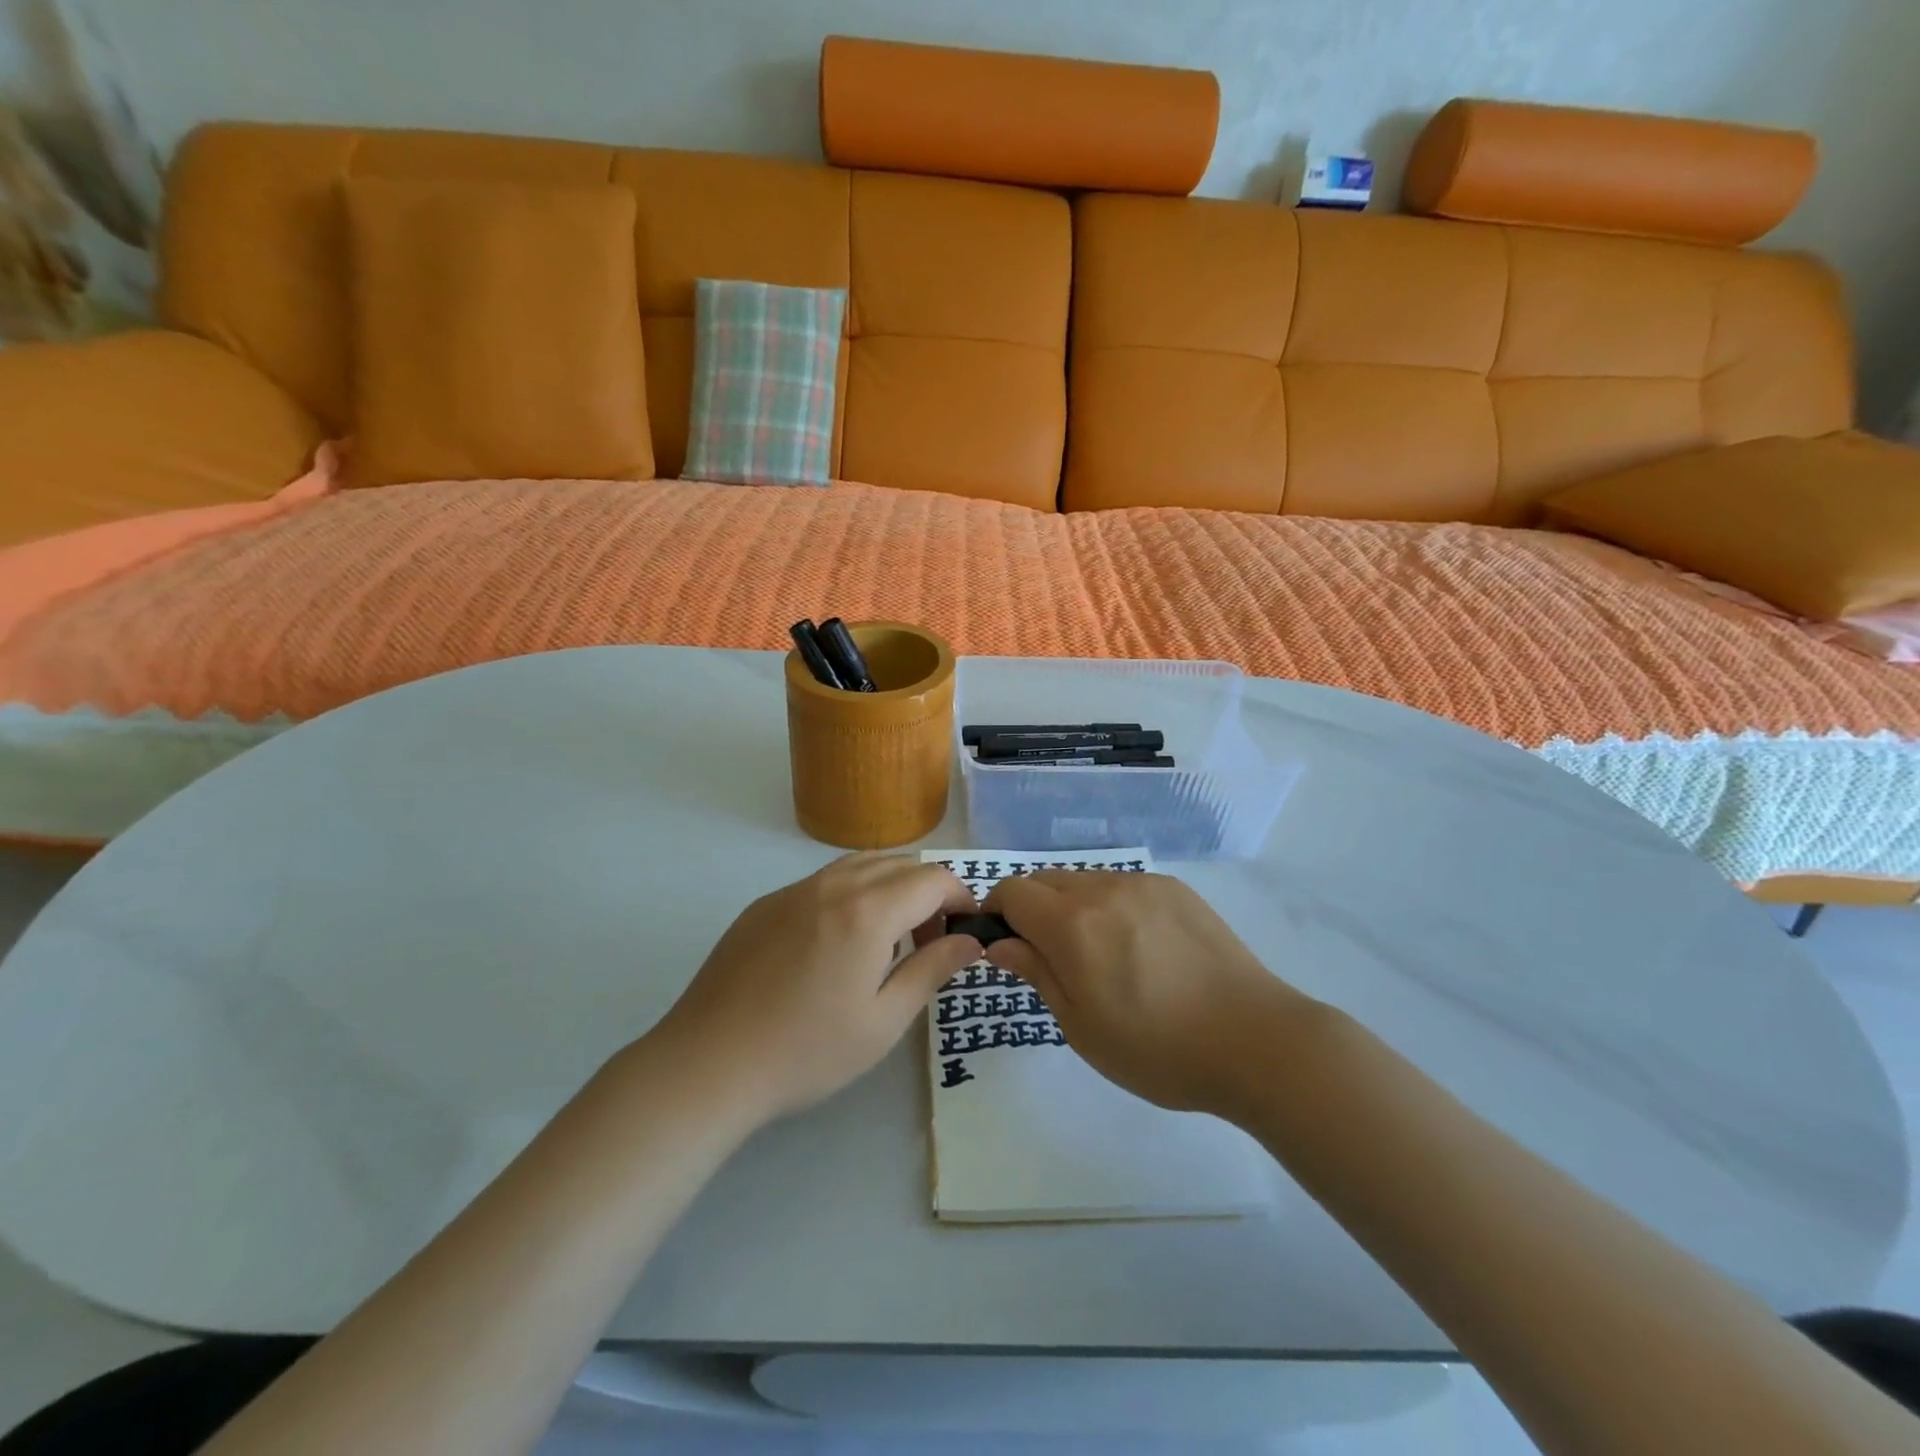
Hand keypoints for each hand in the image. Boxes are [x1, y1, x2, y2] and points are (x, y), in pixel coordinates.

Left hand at [650, 854, 980, 1122]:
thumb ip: (932, 970)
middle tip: (930, 941)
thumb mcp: (883, 1021)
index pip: (933, 878)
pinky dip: (851, 894)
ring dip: (890, 887)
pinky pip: (823, 881)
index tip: (966, 931)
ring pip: (859, 865)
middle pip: (899, 864)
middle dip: (929, 892)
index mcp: (868, 911)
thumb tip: (969, 940)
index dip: (961, 897)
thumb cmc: (806, 1051)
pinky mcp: (765, 904)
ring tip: (889, 938)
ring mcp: (793, 890)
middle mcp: (832, 885)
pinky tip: (838, 943)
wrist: (708, 1064)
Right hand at [984, 871, 1308, 1115]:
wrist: (1254, 1040)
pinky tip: (1138, 946)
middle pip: (1045, 880)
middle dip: (1032, 908)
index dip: (997, 911)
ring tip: (1099, 954)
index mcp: (1072, 924)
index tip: (1003, 943)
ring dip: (1072, 906)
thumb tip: (1001, 943)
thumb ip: (1037, 973)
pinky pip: (1123, 886)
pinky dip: (1110, 905)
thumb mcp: (1082, 1027)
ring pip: (1085, 881)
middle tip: (1049, 955)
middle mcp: (1103, 889)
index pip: (1012, 891)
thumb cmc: (1158, 1049)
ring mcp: (1143, 884)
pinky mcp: (1175, 889)